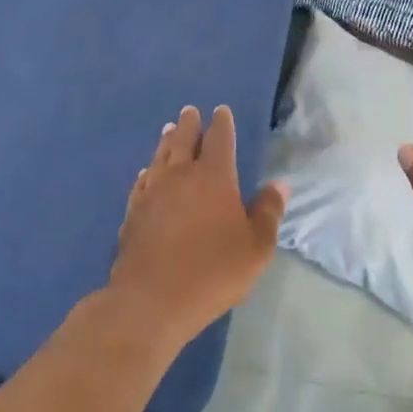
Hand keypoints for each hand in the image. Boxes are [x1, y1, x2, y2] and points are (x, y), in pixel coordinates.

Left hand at [108, 105, 285, 347]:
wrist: (152, 300)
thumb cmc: (213, 271)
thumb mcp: (256, 246)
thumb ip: (268, 212)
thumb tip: (279, 184)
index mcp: (214, 177)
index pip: (219, 139)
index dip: (221, 123)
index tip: (221, 111)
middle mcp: (181, 175)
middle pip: (184, 140)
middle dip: (189, 124)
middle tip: (189, 111)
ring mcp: (152, 193)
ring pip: (160, 157)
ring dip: (167, 142)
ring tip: (169, 131)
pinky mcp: (133, 213)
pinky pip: (142, 183)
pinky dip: (148, 172)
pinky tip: (147, 173)